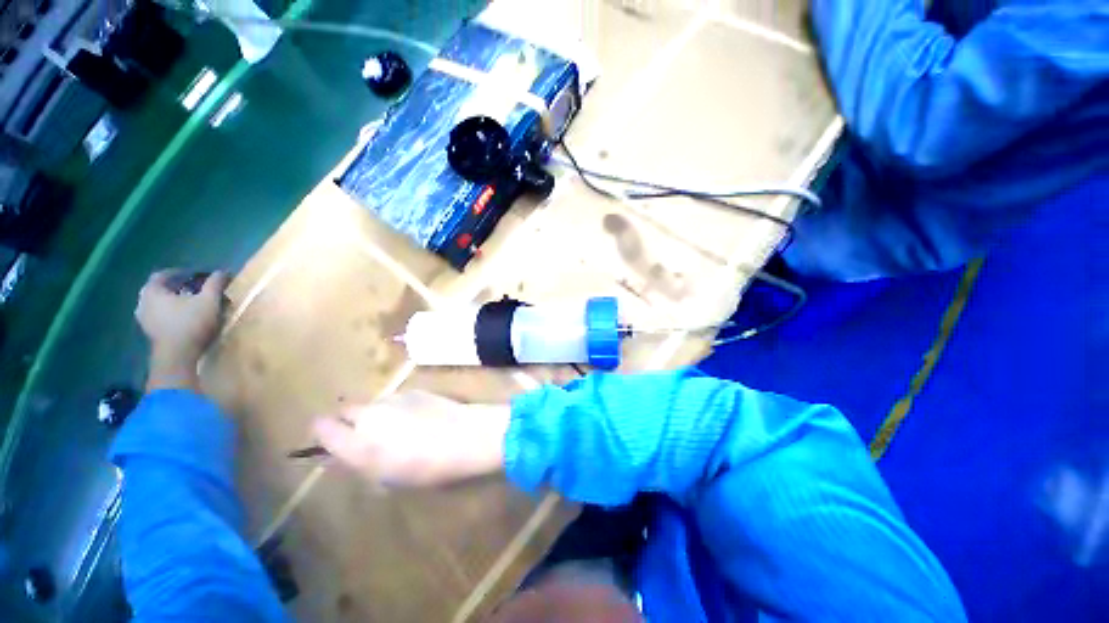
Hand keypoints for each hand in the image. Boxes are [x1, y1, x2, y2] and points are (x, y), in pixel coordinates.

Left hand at [136, 270, 228, 390]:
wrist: (178, 355)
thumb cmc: (191, 323)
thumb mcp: (209, 301)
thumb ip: (214, 284)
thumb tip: (222, 271)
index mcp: (152, 291)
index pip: (163, 275)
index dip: (180, 273)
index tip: (195, 275)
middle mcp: (143, 302)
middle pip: (159, 289)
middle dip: (176, 287)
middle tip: (194, 288)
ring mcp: (144, 319)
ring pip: (158, 304)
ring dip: (173, 301)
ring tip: (191, 303)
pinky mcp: (150, 332)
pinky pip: (159, 315)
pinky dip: (170, 312)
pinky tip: (184, 317)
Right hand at [312, 391, 509, 487]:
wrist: (465, 436)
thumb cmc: (427, 468)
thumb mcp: (388, 478)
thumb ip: (361, 464)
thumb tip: (345, 455)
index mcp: (357, 442)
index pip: (322, 427)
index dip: (324, 432)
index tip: (332, 440)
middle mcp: (369, 415)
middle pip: (345, 410)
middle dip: (348, 421)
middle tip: (366, 436)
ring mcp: (393, 398)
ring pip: (372, 404)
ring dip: (376, 414)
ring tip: (398, 428)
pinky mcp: (414, 390)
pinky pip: (395, 399)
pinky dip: (397, 407)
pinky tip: (418, 417)